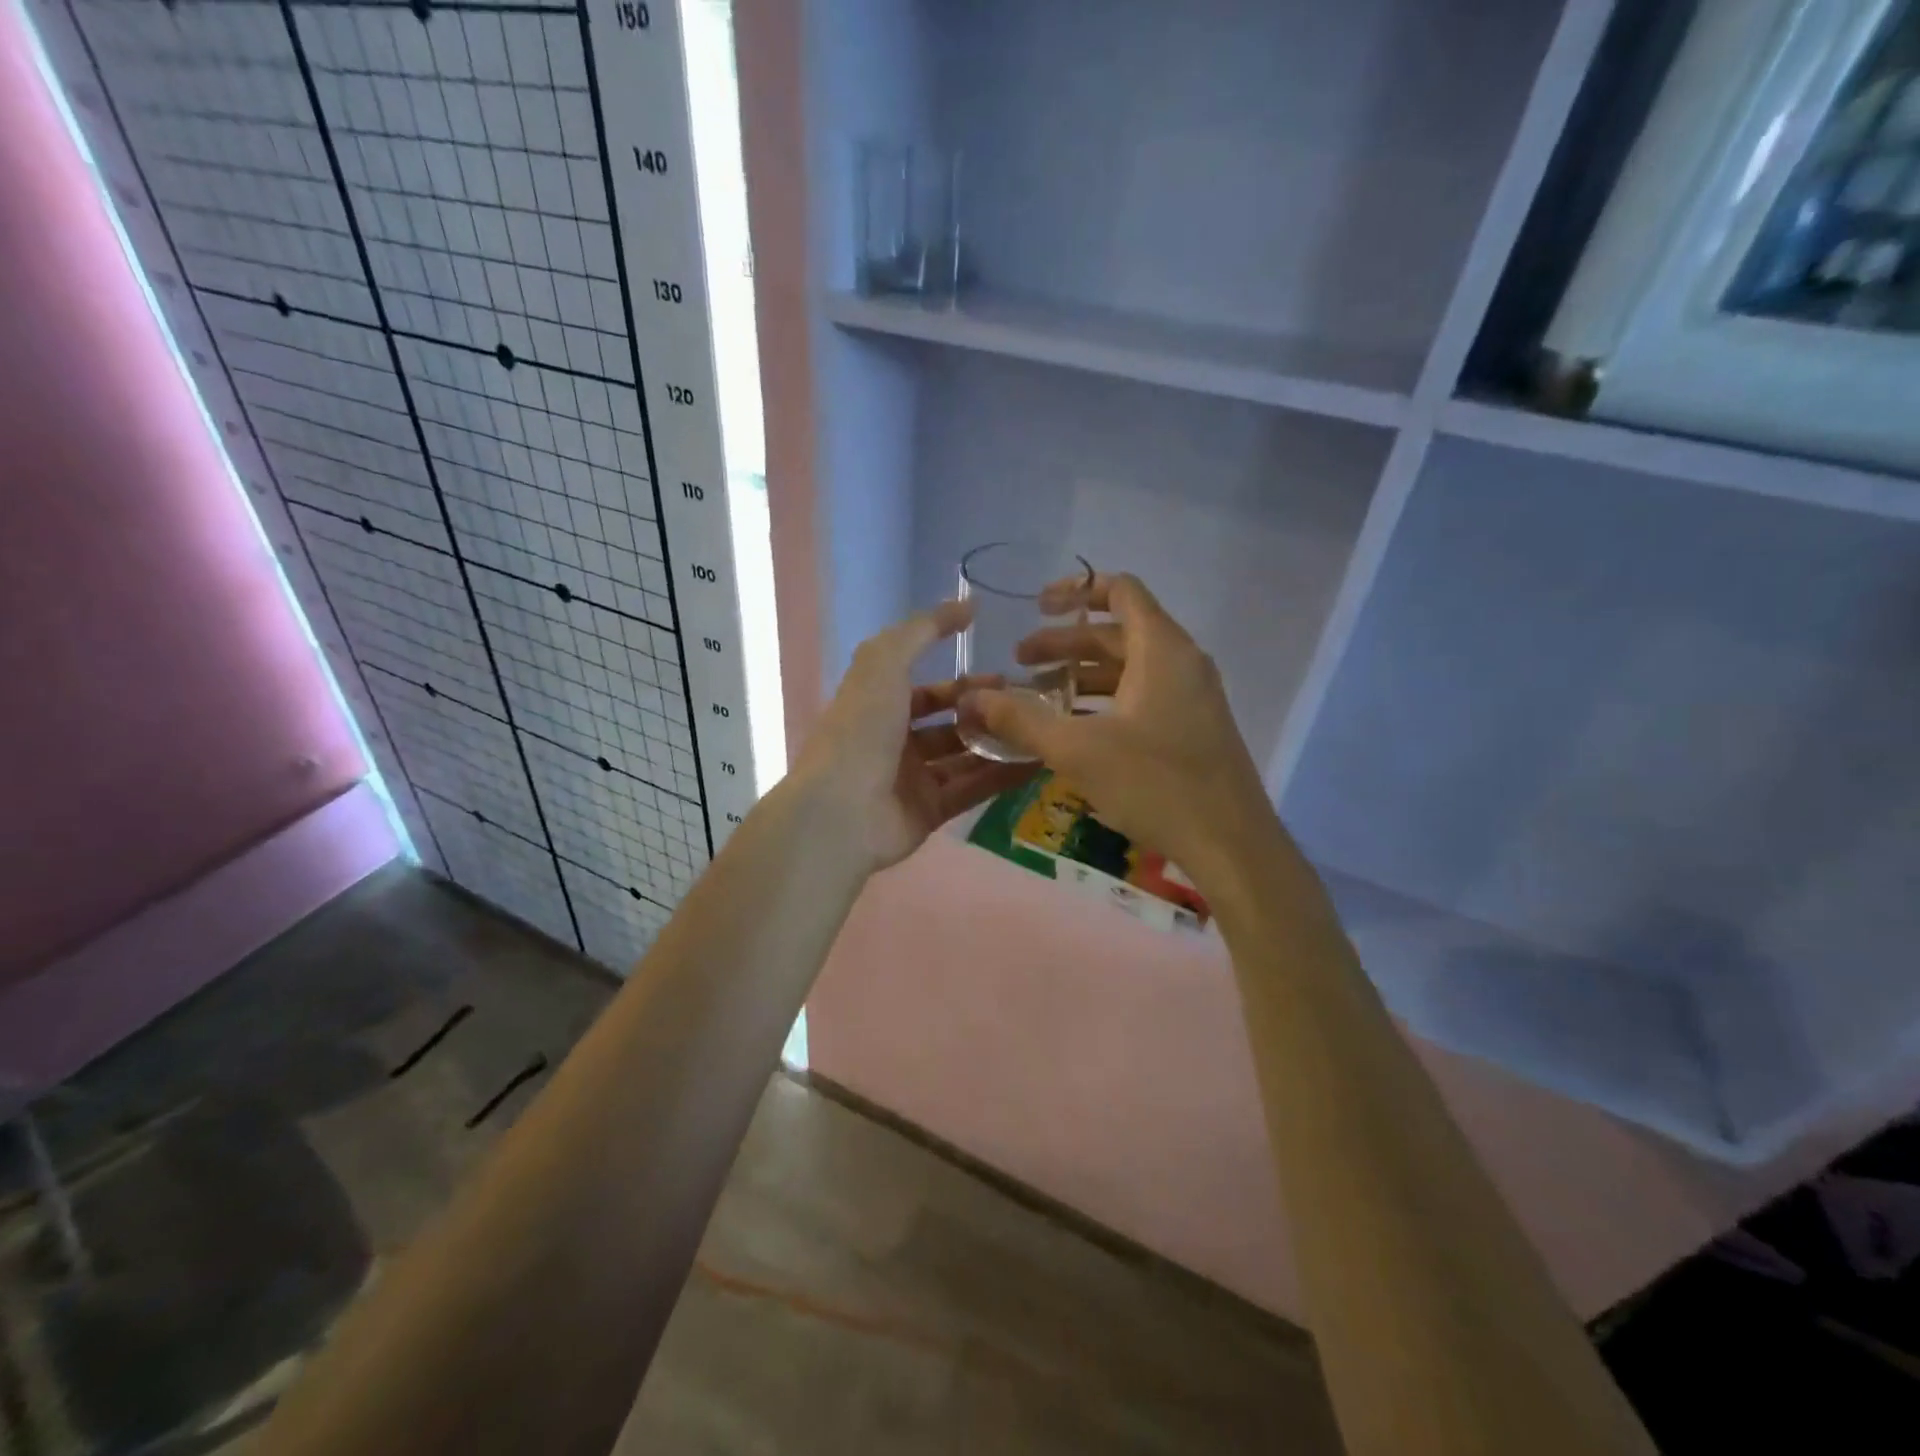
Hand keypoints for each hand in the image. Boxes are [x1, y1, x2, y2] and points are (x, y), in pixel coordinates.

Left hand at [792, 600, 1041, 873]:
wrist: (841, 810)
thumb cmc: (860, 730)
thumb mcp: (884, 663)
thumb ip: (923, 630)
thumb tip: (966, 605)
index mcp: (878, 707)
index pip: (925, 691)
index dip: (962, 683)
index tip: (1004, 676)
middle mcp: (895, 742)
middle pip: (949, 724)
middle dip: (986, 714)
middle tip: (1028, 707)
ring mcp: (912, 780)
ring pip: (964, 757)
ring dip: (999, 743)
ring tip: (1040, 731)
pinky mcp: (930, 813)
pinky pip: (972, 789)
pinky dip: (1002, 777)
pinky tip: (1037, 762)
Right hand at [967, 573, 1277, 887]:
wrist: (1230, 843)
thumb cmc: (1155, 784)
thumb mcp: (1077, 750)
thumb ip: (1021, 720)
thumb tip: (972, 699)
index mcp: (1161, 650)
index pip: (1120, 591)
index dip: (1076, 590)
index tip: (1036, 606)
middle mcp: (1181, 662)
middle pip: (1117, 633)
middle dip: (1064, 643)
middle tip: (1019, 662)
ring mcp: (1191, 696)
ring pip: (1128, 668)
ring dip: (1081, 676)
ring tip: (1036, 698)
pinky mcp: (1192, 727)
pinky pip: (1142, 696)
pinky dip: (1105, 701)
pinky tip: (1073, 729)